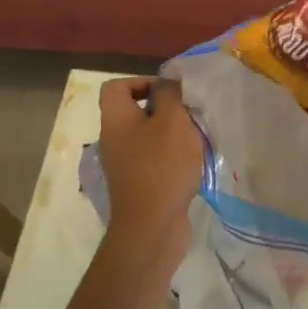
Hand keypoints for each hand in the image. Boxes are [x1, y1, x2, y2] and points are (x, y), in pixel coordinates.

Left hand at [97, 76, 202, 272]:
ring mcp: (123, 164)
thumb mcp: (172, 121)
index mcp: (115, 119)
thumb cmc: (162, 166)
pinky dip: (170, 157)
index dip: (141, 82)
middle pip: (134, 111)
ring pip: (146, 136)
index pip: (116, 87)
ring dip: (171, 135)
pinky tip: (190, 165)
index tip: (168, 93)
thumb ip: (170, 95)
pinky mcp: (136, 184)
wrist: (151, 227)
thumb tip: (166, 81)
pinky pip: (152, 159)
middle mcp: (113, 139)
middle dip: (164, 110)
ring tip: (194, 140)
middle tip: (188, 116)